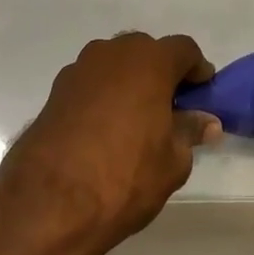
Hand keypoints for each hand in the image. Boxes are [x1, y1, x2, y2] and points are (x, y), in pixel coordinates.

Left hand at [0, 34, 219, 254]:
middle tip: (171, 107)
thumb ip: (189, 132)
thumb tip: (205, 122)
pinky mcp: (53, 93)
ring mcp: (78, 71)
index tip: (202, 95)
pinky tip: (106, 130)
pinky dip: (103, 97)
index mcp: (149, 61)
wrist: (47, 205)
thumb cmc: (124, 176)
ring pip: (114, 66)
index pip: (184, 50)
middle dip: (161, 73)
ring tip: (137, 120)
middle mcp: (112, 54)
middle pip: (146, 52)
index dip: (197, 70)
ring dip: (130, 83)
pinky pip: (90, 85)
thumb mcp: (172, 161)